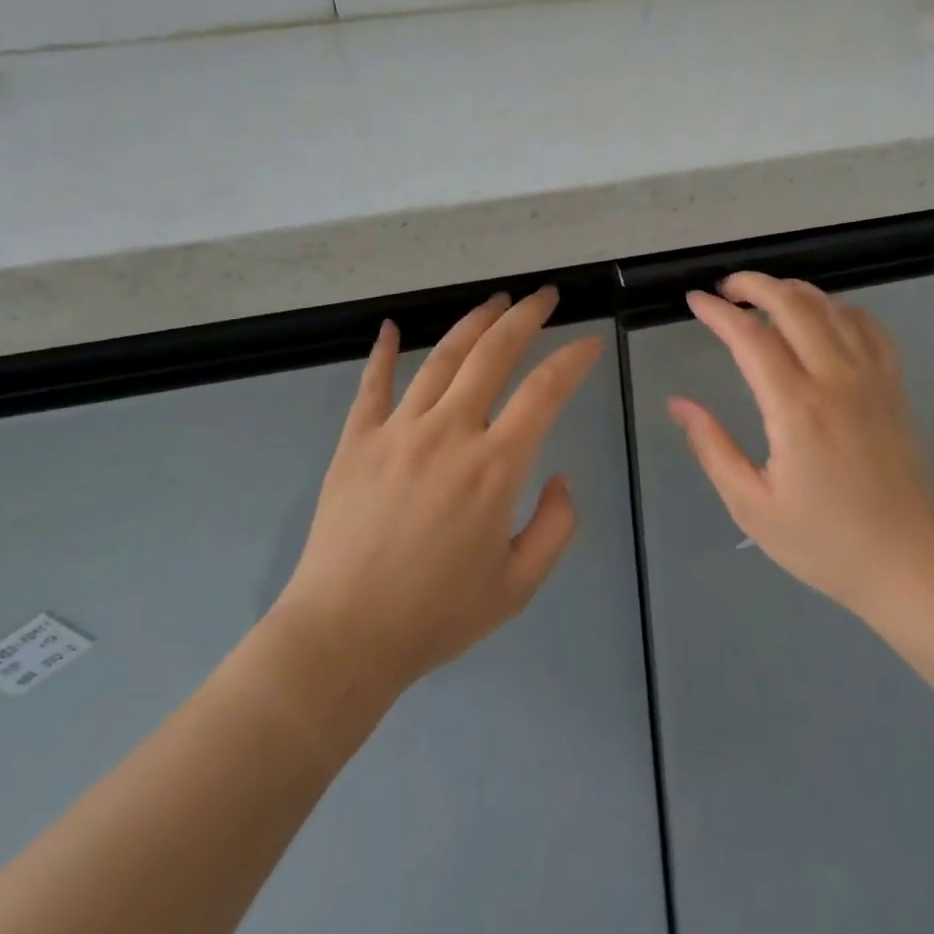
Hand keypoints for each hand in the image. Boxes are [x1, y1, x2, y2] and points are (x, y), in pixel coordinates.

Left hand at [274, 287, 600, 692]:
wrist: (344, 636)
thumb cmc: (437, 614)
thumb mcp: (519, 584)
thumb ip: (556, 526)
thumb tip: (561, 479)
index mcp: (495, 466)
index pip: (544, 391)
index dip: (573, 359)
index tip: (590, 341)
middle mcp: (449, 432)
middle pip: (494, 354)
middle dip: (526, 317)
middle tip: (545, 296)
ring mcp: (398, 431)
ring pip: (442, 358)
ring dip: (473, 323)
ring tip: (495, 301)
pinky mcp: (356, 441)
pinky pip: (373, 385)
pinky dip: (384, 352)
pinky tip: (392, 328)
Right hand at [668, 272, 933, 618]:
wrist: (908, 562)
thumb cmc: (823, 542)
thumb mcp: (752, 506)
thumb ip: (713, 447)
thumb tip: (679, 404)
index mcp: (796, 409)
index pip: (751, 337)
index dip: (717, 313)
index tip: (694, 302)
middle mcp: (836, 380)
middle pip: (794, 303)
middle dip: (754, 284)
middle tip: (725, 289)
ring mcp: (872, 378)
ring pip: (832, 307)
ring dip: (793, 290)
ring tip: (764, 296)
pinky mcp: (894, 386)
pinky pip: (869, 326)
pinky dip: (839, 308)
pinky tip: (822, 316)